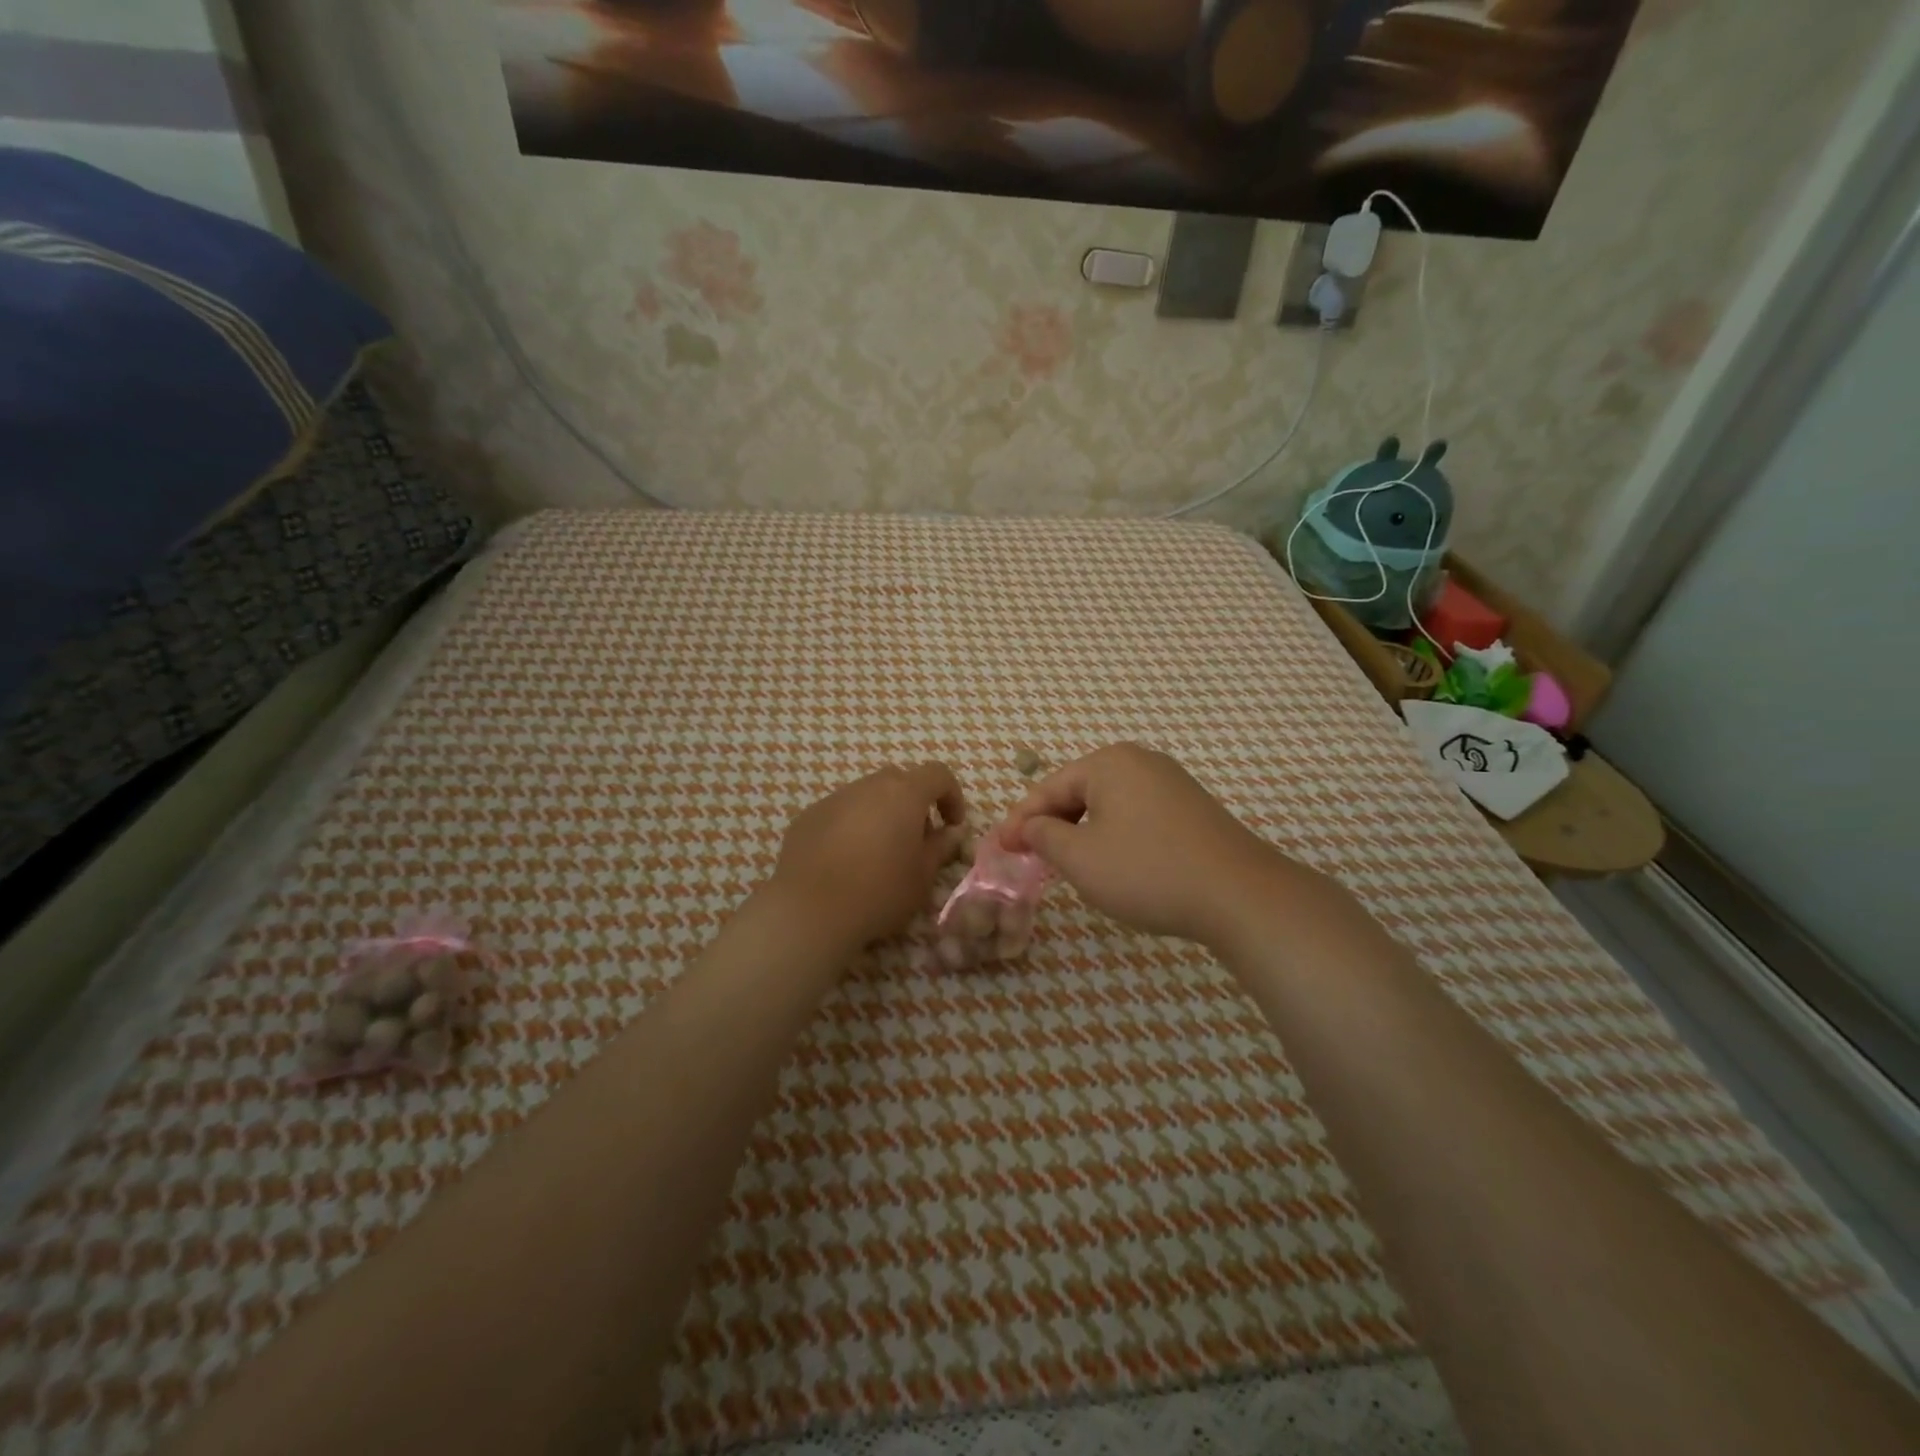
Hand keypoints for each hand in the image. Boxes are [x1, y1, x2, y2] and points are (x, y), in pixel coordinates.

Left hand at [768, 763, 967, 951]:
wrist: (810, 909)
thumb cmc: (880, 891)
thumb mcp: (922, 876)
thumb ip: (940, 847)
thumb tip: (951, 833)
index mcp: (904, 793)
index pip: (938, 774)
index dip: (951, 796)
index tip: (952, 825)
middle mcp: (868, 786)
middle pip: (900, 781)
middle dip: (914, 805)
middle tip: (916, 840)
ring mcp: (834, 799)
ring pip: (867, 797)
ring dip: (881, 815)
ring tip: (879, 854)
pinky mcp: (808, 817)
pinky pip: (839, 814)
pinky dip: (851, 828)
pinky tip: (845, 862)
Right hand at [1000, 743, 1282, 944]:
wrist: (1239, 894)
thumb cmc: (1147, 870)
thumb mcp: (1080, 857)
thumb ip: (1044, 836)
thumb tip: (1030, 827)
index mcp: (1109, 763)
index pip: (1049, 788)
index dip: (1020, 820)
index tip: (999, 849)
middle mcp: (1140, 761)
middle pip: (1079, 791)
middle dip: (1051, 825)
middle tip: (1029, 857)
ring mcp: (1171, 783)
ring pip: (1108, 805)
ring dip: (1081, 832)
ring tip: (1065, 863)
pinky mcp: (1191, 808)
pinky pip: (1136, 815)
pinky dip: (1113, 835)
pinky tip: (1112, 863)